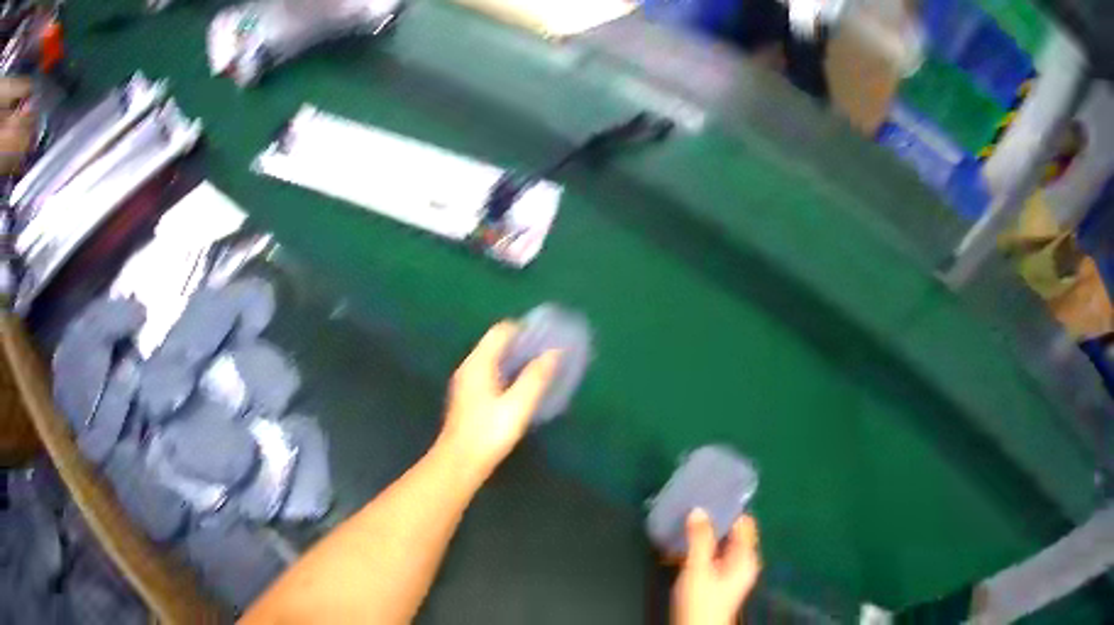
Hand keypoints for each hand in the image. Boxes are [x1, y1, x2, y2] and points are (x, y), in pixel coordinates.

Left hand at [439, 321, 560, 476]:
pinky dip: (507, 371)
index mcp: (478, 364)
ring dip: (515, 358)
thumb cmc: (488, 433)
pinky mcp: (468, 396)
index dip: (524, 329)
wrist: (460, 462)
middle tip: (549, 350)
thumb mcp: (517, 406)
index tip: (547, 335)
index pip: (501, 331)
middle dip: (522, 343)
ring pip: (493, 359)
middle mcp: (469, 367)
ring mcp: (466, 382)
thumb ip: (535, 377)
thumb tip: (554, 352)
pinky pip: (490, 372)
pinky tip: (522, 386)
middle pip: (496, 343)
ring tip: (541, 366)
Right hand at [672, 510, 761, 624]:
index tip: (709, 494)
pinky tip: (678, 548)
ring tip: (681, 524)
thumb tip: (698, 510)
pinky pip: (709, 557)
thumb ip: (699, 539)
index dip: (728, 508)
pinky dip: (697, 551)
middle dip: (711, 521)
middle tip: (691, 506)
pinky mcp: (716, 581)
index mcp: (745, 557)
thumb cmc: (701, 601)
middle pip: (730, 533)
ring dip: (701, 537)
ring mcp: (729, 573)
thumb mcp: (698, 568)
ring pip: (717, 545)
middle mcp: (741, 562)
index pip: (743, 522)